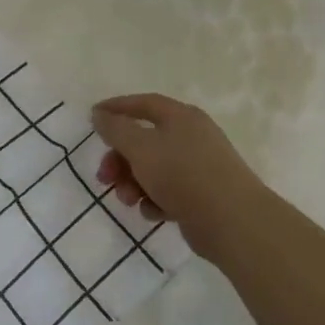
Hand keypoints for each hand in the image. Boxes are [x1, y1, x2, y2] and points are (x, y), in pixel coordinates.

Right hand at [90, 93, 267, 260]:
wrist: (232, 221)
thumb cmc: (182, 175)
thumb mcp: (141, 148)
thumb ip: (116, 129)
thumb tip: (100, 113)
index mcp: (181, 117)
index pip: (143, 103)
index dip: (116, 108)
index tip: (92, 117)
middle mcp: (192, 137)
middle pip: (144, 141)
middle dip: (119, 159)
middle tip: (103, 178)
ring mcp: (198, 167)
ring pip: (153, 169)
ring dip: (133, 183)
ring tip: (128, 200)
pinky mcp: (201, 195)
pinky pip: (168, 192)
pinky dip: (154, 200)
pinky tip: (153, 212)